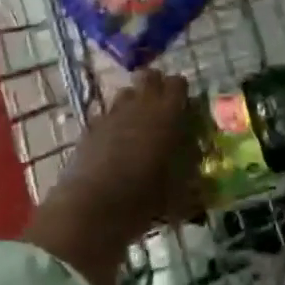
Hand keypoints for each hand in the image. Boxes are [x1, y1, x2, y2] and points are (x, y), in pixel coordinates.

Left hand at [58, 70, 205, 236]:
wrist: (91, 209)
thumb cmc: (142, 197)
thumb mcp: (178, 187)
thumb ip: (189, 164)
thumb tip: (194, 155)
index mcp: (166, 113)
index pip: (178, 83)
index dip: (181, 93)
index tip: (185, 109)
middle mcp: (140, 104)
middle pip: (149, 76)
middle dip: (156, 86)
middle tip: (162, 109)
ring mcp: (112, 113)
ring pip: (126, 92)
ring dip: (134, 102)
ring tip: (138, 125)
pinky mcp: (90, 127)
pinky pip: (106, 113)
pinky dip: (113, 121)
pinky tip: (114, 143)